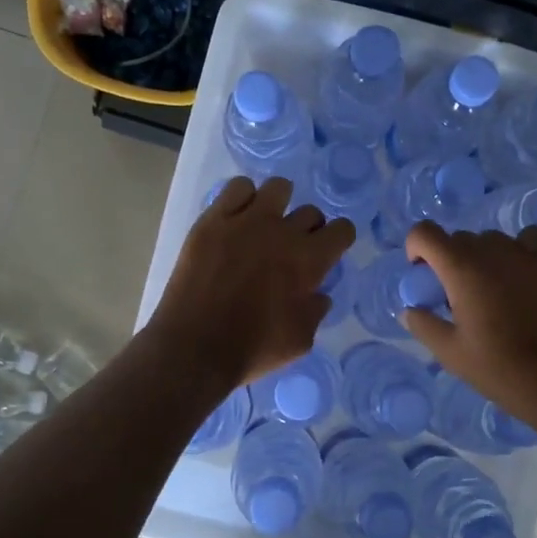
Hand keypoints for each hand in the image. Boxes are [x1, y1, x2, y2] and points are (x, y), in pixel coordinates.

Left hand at [147, 177, 354, 395]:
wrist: (194, 348)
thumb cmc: (252, 349)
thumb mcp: (301, 341)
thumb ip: (316, 311)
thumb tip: (318, 293)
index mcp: (309, 260)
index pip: (342, 229)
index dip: (338, 239)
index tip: (327, 251)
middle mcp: (282, 232)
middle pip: (310, 211)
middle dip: (308, 229)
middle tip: (291, 249)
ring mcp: (245, 221)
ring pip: (277, 188)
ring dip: (278, 205)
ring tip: (265, 226)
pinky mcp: (212, 220)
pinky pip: (237, 188)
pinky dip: (243, 199)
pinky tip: (237, 218)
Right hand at [401, 221, 536, 431]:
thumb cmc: (498, 368)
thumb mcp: (450, 353)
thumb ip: (423, 325)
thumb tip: (410, 310)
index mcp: (461, 269)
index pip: (424, 233)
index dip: (416, 248)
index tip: (422, 274)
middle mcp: (492, 250)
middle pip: (459, 239)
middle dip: (449, 260)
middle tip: (456, 296)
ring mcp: (526, 253)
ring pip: (492, 239)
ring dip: (482, 256)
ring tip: (490, 289)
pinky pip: (528, 238)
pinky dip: (518, 248)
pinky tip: (519, 274)